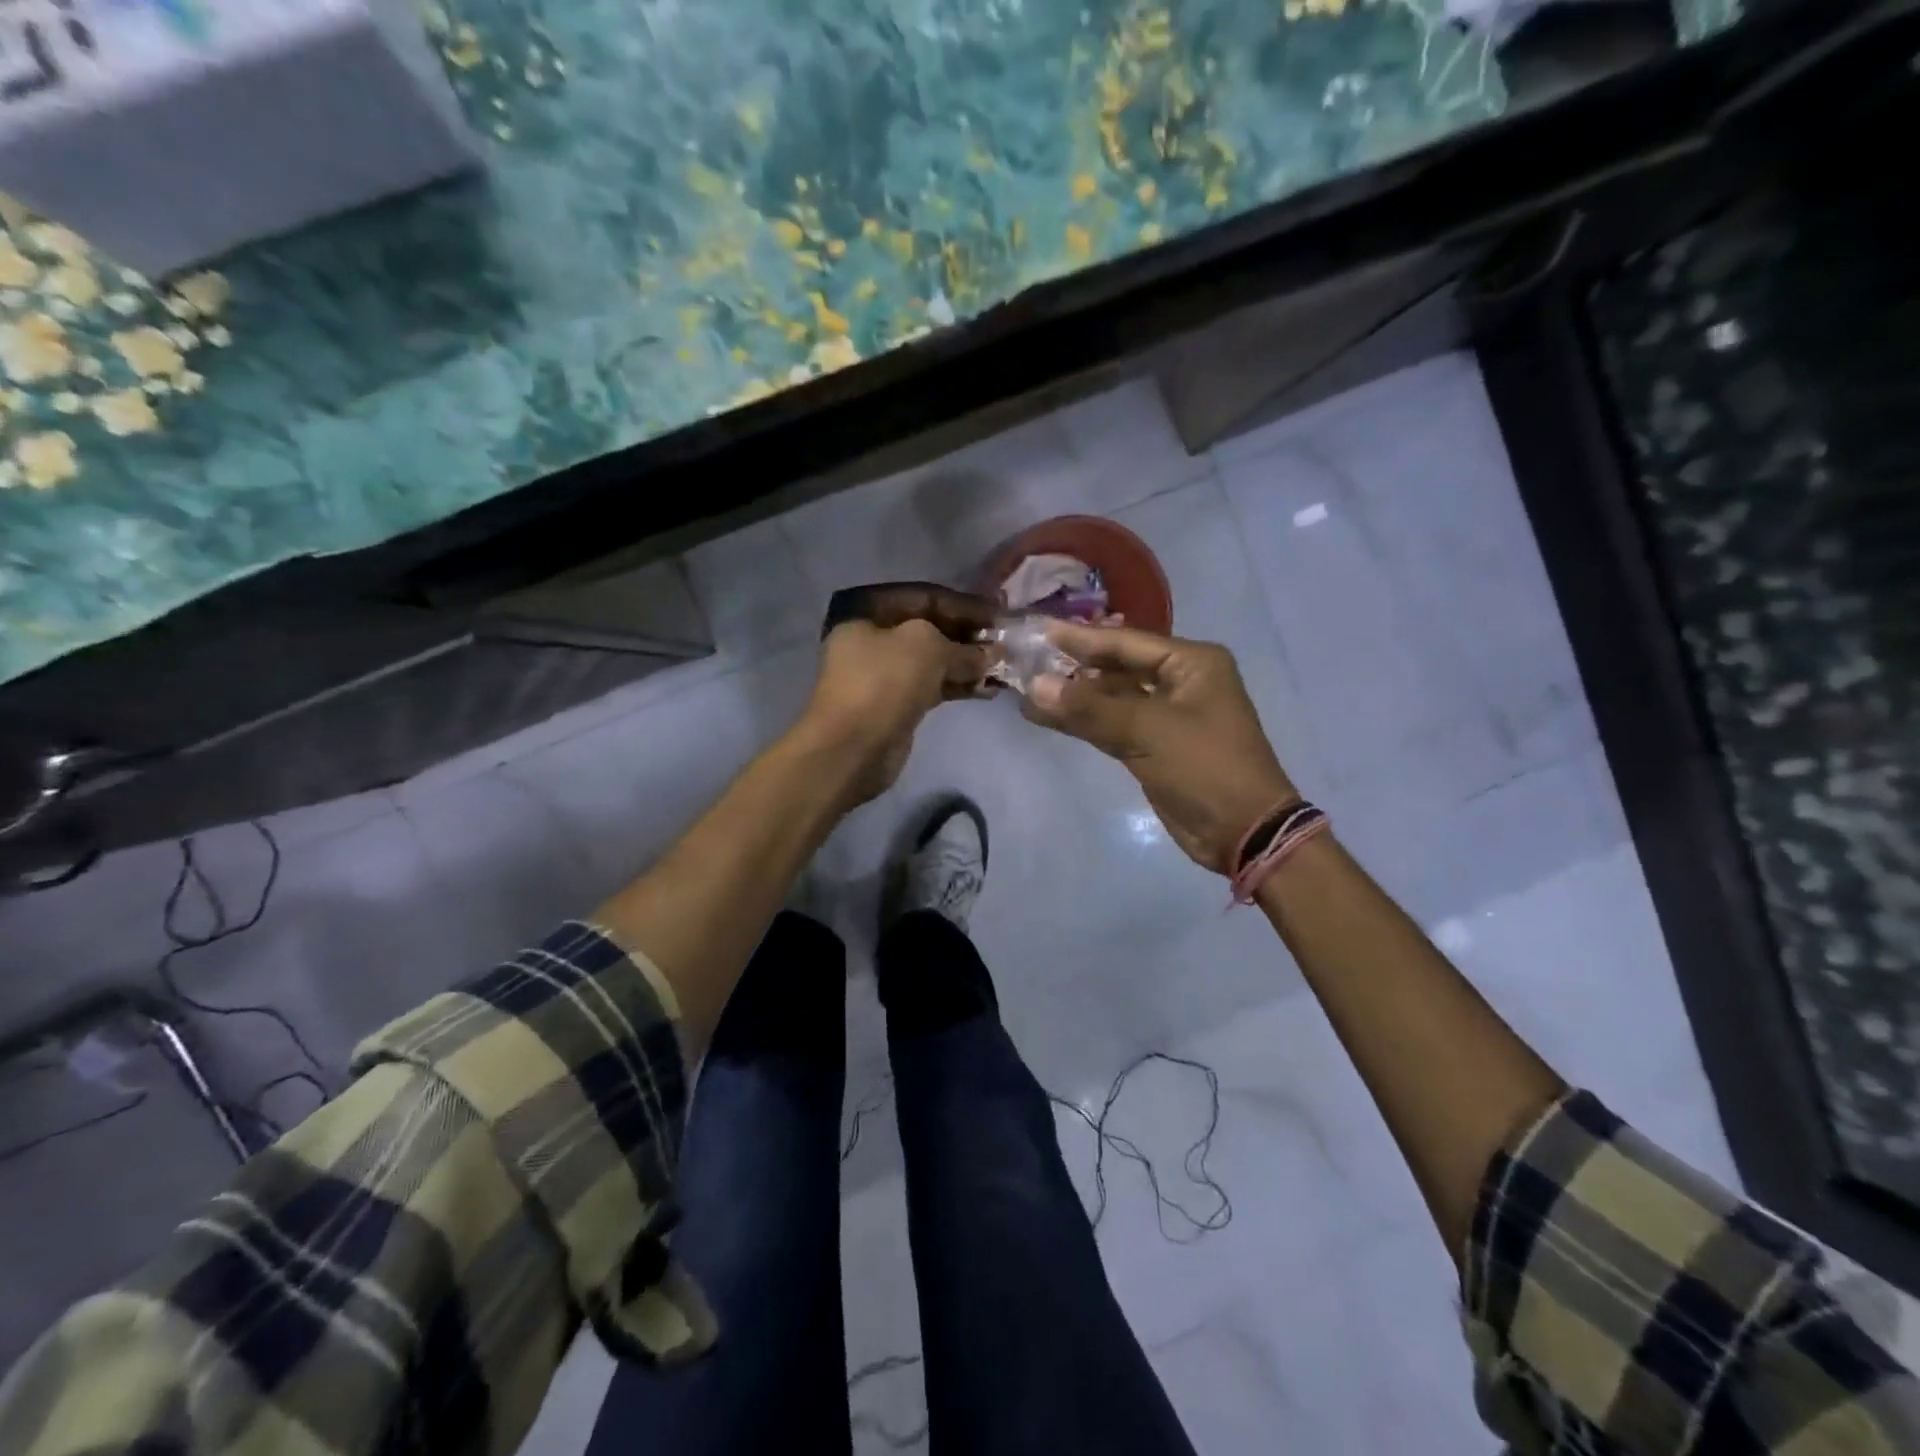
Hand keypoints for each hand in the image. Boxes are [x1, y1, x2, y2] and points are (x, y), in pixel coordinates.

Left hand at [801, 618, 987, 804]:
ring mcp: (884, 674)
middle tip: (1005, 643)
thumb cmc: (884, 682)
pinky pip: (934, 687)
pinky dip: (959, 687)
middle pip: (930, 629)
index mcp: (868, 613)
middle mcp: (873, 639)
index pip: (925, 597)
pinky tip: (989, 690)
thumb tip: (993, 654)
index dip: (964, 604)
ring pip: (934, 661)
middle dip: (968, 636)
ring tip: (1003, 669)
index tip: (999, 613)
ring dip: (968, 664)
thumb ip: (963, 647)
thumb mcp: (927, 647)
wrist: (852, 748)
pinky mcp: (897, 704)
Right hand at [1024, 622, 1294, 872]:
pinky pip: (1113, 725)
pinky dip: (1084, 722)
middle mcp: (1181, 681)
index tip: (1040, 630)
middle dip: (1075, 666)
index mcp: (1192, 663)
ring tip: (1028, 689)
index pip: (1126, 641)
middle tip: (1028, 659)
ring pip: (1112, 698)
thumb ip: (1090, 707)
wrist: (1242, 831)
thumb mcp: (1147, 731)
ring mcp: (1167, 715)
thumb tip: (1035, 686)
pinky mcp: (1155, 746)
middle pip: (1118, 666)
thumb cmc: (1204, 767)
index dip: (1081, 638)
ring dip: (1075, 697)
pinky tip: (1049, 717)